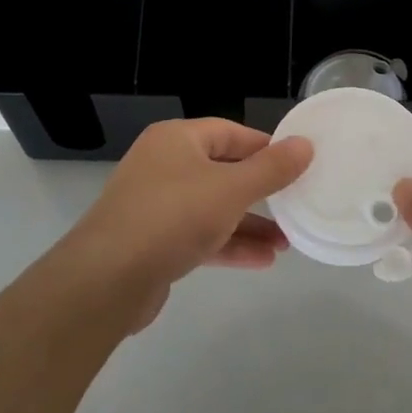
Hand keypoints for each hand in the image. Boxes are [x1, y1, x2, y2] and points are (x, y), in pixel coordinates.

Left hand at [58, 118, 312, 330]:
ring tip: (287, 242)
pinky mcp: (153, 242)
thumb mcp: (232, 189)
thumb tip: (305, 144)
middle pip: (223, 171)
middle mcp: (163, 165)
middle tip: (295, 204)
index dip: (266, 147)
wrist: (106, 280)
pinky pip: (199, 235)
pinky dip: (228, 244)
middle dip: (261, 192)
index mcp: (177, 139)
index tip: (298, 164)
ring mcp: (155, 205)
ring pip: (213, 208)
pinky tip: (262, 261)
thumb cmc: (173, 217)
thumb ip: (272, 169)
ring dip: (249, 224)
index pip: (230, 133)